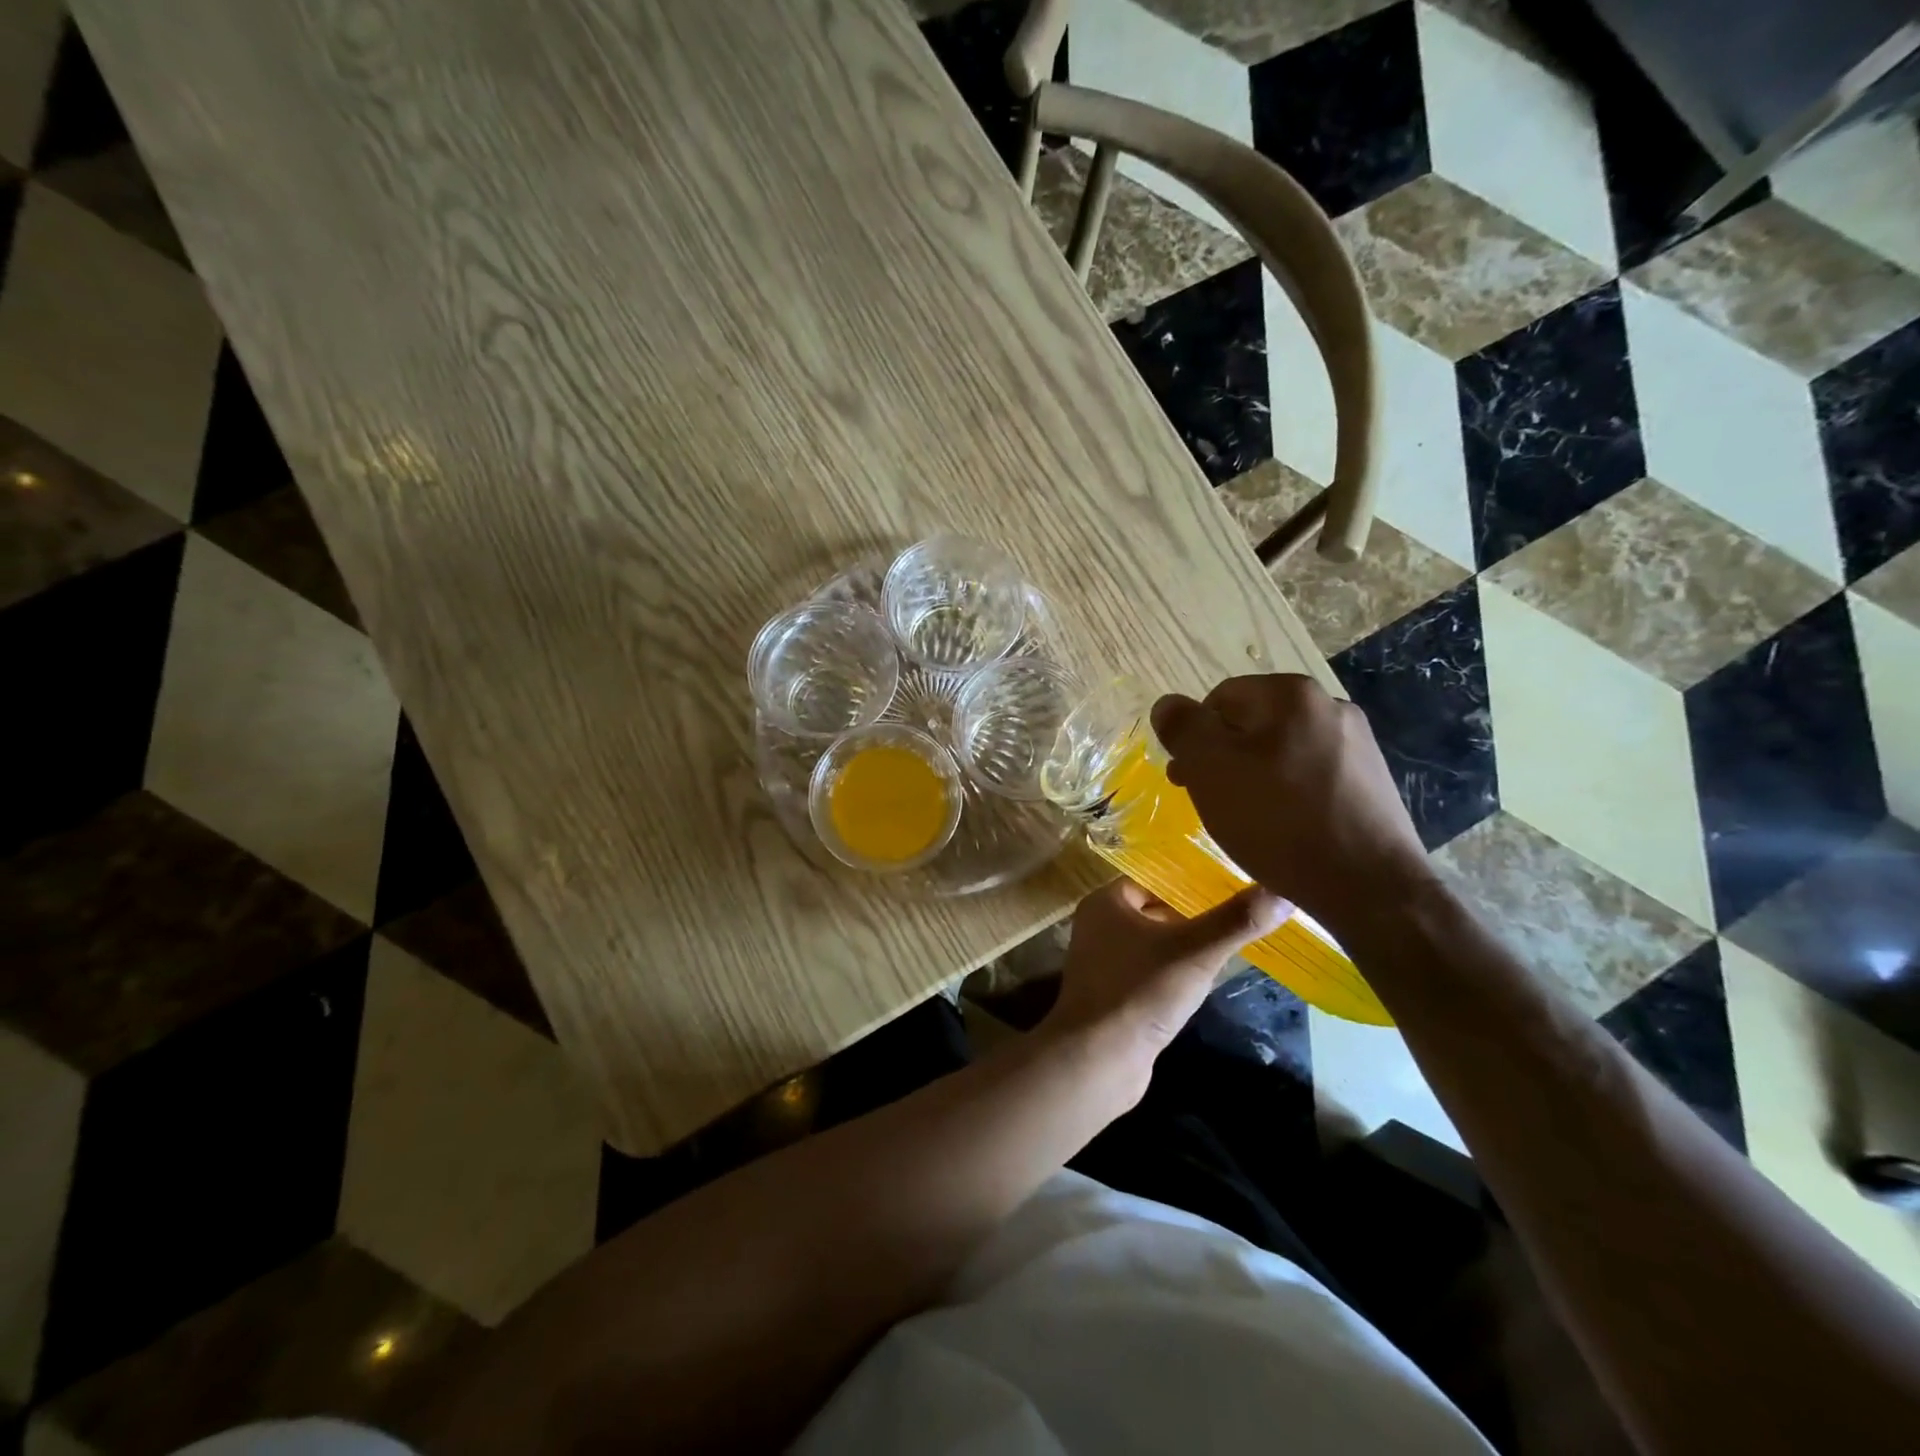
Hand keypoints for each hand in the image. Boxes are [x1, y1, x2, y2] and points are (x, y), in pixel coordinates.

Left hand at [1041, 877, 1286, 1072]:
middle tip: (1240, 915)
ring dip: (1188, 945)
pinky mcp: (1115, 994)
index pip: (1155, 877)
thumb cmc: (1140, 993)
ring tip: (1232, 942)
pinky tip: (1205, 980)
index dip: (1192, 881)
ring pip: (1156, 942)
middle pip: (1156, 909)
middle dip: (1195, 915)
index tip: (1234, 884)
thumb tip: (1283, 891)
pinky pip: (1151, 971)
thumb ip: (1237, 921)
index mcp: (1106, 902)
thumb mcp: (1195, 952)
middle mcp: (1099, 925)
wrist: (1097, 1062)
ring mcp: (1105, 962)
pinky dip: (1175, 972)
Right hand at [1151, 675, 1433, 938]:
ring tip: (1246, 819)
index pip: (1220, 699)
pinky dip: (1288, 795)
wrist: (1368, 886)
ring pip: (1281, 751)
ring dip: (1254, 777)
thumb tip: (1167, 704)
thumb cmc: (1277, 820)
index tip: (1187, 780)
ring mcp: (1358, 744)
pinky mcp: (1371, 781)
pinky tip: (1284, 828)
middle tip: (1210, 801)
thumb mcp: (1210, 768)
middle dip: (1223, 758)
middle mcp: (1330, 705)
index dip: (1194, 738)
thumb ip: (1183, 728)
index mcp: (1291, 693)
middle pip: (1252, 724)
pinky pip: (1311, 776)